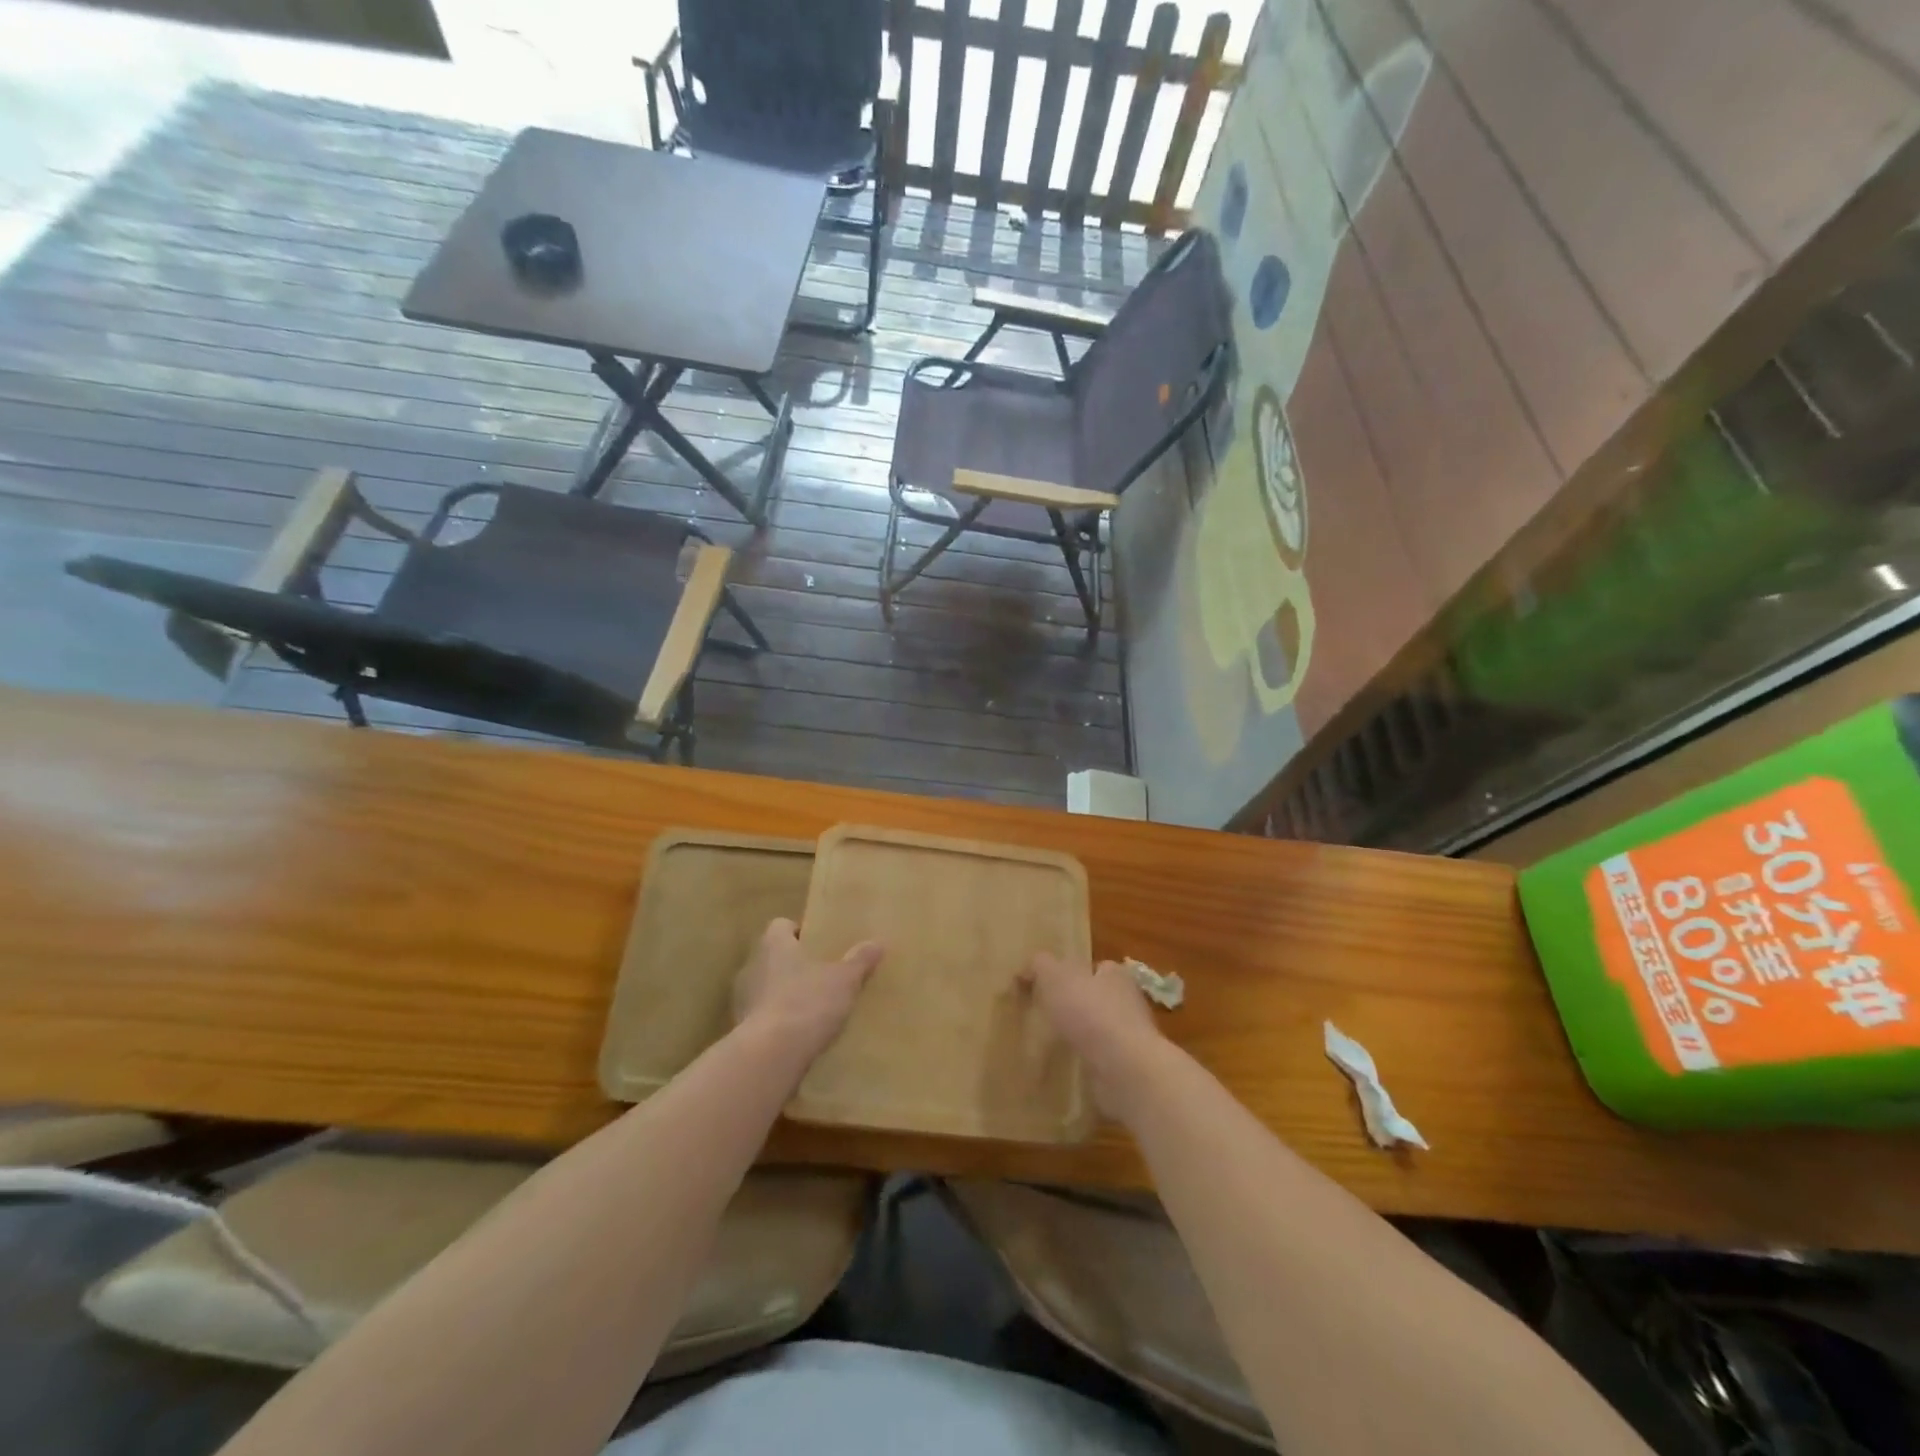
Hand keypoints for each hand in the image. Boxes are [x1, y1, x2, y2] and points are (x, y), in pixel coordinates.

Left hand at [732, 918, 883, 1064]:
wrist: (770, 1056)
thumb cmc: (807, 1003)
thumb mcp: (844, 980)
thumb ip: (859, 960)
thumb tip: (876, 943)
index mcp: (774, 944)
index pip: (781, 926)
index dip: (799, 932)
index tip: (820, 944)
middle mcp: (753, 965)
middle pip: (773, 956)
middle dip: (794, 964)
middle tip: (822, 974)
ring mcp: (743, 999)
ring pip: (766, 987)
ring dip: (784, 994)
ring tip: (812, 1007)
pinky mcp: (741, 1029)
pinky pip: (763, 1016)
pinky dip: (778, 1021)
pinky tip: (799, 1034)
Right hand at [1021, 953, 1171, 1122]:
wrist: (1124, 1069)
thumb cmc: (1091, 1013)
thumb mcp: (1055, 976)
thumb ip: (1039, 966)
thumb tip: (1025, 970)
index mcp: (1116, 975)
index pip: (1097, 967)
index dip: (1074, 973)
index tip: (1050, 986)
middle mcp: (1128, 1002)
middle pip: (1097, 998)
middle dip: (1075, 1006)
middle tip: (1046, 1016)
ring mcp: (1130, 1038)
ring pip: (1098, 1031)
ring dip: (1080, 1037)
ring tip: (1050, 1045)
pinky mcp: (1127, 1068)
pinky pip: (1100, 1060)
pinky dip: (1084, 1062)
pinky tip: (1064, 1069)